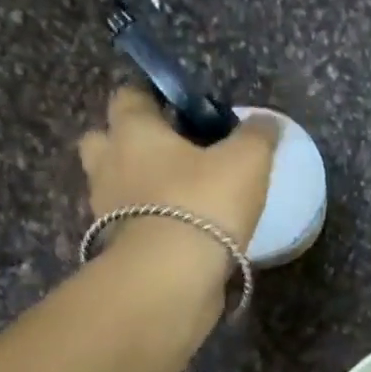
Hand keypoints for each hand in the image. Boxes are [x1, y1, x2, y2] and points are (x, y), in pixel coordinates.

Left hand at [78, 87, 277, 247]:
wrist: (171, 276)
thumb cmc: (203, 201)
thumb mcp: (247, 160)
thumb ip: (257, 135)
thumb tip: (265, 120)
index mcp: (133, 131)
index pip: (129, 95)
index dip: (152, 95)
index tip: (182, 105)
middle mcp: (108, 164)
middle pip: (105, 139)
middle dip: (130, 139)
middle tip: (171, 150)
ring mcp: (105, 208)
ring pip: (114, 183)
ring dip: (137, 183)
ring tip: (179, 192)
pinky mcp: (114, 246)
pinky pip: (128, 221)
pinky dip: (147, 219)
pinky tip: (180, 226)